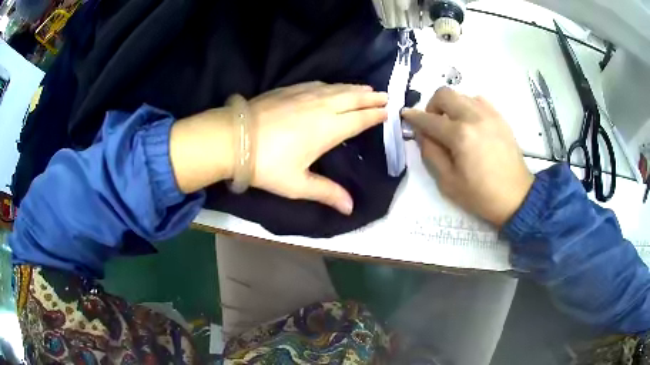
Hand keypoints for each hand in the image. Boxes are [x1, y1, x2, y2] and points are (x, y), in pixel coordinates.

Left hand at [249, 82, 387, 214]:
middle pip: (351, 99)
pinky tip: (331, 86)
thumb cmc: (266, 165)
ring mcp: (303, 95)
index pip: (358, 119)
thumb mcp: (297, 184)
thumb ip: (326, 193)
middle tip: (385, 95)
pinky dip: (330, 85)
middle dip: (370, 97)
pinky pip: (316, 84)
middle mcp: (320, 108)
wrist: (232, 139)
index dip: (374, 115)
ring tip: (365, 88)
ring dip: (353, 88)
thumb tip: (350, 208)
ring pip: (335, 88)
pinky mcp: (288, 90)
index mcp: (327, 129)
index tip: (388, 111)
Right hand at [401, 87, 533, 226]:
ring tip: (454, 125)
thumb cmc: (481, 195)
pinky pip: (479, 100)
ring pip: (462, 94)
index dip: (414, 117)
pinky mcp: (500, 117)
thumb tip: (422, 134)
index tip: (405, 115)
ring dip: (451, 106)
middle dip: (432, 105)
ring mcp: (490, 114)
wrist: (516, 197)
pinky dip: (468, 106)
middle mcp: (474, 117)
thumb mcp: (448, 182)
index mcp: (460, 135)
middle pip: (445, 94)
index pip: (430, 119)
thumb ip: (430, 154)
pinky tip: (471, 123)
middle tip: (434, 123)